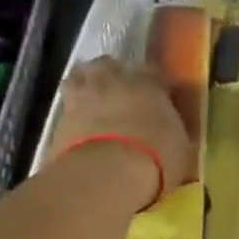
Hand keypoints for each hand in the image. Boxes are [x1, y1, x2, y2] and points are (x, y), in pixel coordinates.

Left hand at [51, 58, 193, 206]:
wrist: (108, 173)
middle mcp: (113, 81)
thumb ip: (172, 130)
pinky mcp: (59, 118)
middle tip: (118, 91)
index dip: (153, 82)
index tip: (157, 94)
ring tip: (92, 102)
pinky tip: (77, 126)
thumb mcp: (179, 145)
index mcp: (148, 84)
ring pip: (79, 77)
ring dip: (86, 85)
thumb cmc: (156, 157)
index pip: (152, 71)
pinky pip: (66, 107)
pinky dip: (72, 113)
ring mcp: (82, 96)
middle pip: (109, 65)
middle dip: (113, 74)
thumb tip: (170, 131)